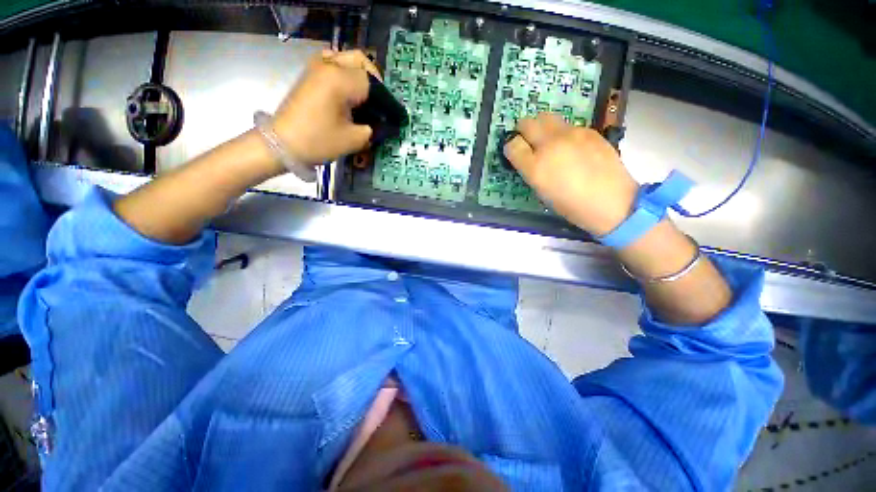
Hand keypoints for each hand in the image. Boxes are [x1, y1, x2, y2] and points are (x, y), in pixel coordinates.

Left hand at [271, 49, 381, 165]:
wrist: (281, 144)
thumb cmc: (319, 141)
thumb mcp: (354, 139)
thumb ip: (373, 128)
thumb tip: (383, 123)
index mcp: (341, 79)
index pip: (374, 82)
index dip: (385, 100)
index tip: (391, 117)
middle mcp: (329, 65)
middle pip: (361, 61)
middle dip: (375, 81)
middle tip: (380, 104)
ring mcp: (316, 67)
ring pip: (347, 59)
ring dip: (360, 74)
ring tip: (365, 97)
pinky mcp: (310, 74)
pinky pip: (334, 64)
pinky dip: (346, 73)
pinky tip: (349, 93)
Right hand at [504, 113, 639, 235]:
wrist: (611, 201)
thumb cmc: (571, 205)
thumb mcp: (542, 191)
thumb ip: (531, 170)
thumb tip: (527, 156)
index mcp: (535, 167)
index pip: (512, 144)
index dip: (511, 146)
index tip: (515, 151)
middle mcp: (550, 145)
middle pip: (528, 122)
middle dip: (524, 130)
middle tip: (529, 141)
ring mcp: (571, 134)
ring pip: (548, 118)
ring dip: (543, 128)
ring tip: (552, 144)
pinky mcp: (588, 131)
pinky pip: (568, 126)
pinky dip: (564, 134)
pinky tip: (574, 149)